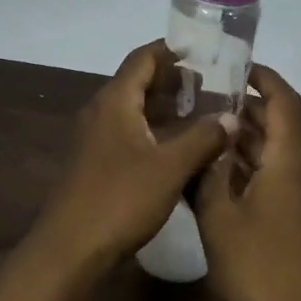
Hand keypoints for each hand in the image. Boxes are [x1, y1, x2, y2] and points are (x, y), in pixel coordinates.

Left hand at [33, 41, 233, 272]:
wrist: (69, 249)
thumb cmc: (119, 199)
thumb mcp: (170, 167)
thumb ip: (203, 138)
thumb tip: (230, 117)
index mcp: (115, 101)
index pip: (143, 58)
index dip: (172, 51)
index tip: (204, 52)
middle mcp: (101, 112)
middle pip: (139, 82)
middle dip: (175, 81)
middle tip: (213, 86)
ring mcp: (96, 139)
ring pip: (135, 110)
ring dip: (166, 108)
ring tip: (204, 113)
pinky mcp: (96, 163)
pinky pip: (129, 133)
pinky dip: (155, 131)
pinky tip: (180, 148)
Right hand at [194, 64, 300, 300]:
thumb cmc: (258, 268)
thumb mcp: (219, 217)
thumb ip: (210, 172)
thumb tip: (208, 140)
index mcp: (292, 159)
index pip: (284, 99)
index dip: (263, 78)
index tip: (234, 66)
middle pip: (281, 124)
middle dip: (246, 109)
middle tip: (204, 101)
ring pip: (279, 153)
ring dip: (247, 141)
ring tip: (205, 133)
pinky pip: (281, 177)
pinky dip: (254, 167)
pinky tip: (220, 177)